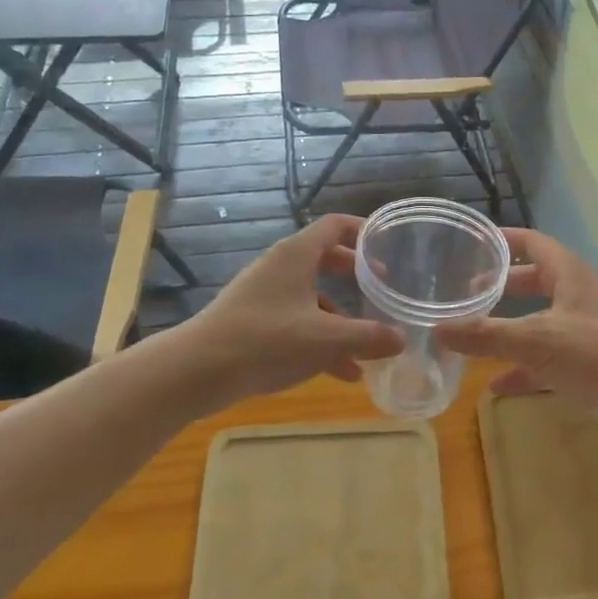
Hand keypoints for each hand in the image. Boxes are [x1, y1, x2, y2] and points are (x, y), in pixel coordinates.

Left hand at [180, 215, 403, 403]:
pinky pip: (297, 321)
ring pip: (313, 296)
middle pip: (326, 259)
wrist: (196, 371)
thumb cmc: (265, 341)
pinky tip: (341, 373)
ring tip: (368, 347)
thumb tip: (401, 338)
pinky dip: (320, 339)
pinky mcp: (254, 322)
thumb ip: (367, 337)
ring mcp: (265, 295)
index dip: (363, 230)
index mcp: (297, 255)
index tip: (388, 245)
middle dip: (356, 276)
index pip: (335, 225)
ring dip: (341, 318)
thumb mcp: (325, 340)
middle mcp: (280, 267)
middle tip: (382, 288)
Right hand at [433, 228, 597, 443]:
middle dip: (502, 286)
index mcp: (569, 274)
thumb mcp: (536, 340)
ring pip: (540, 321)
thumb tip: (436, 329)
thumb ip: (486, 335)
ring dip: (510, 328)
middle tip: (465, 292)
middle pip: (534, 281)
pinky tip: (495, 385)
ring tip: (473, 334)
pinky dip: (523, 368)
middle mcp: (578, 296)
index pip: (533, 243)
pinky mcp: (589, 365)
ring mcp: (585, 331)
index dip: (504, 239)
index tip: (471, 242)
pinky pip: (547, 359)